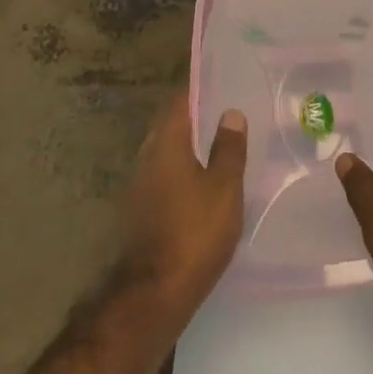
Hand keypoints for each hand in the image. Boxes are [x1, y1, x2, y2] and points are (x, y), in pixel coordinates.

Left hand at [118, 93, 247, 324]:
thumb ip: (228, 148)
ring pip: (169, 151)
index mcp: (166, 144)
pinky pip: (166, 173)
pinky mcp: (142, 208)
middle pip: (172, 125)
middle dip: (199, 116)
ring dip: (193, 144)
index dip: (201, 89)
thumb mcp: (224, 187)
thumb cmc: (195, 232)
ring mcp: (140, 185)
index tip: (225, 81)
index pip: (181, 102)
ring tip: (225, 142)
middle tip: (231, 110)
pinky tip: (208, 179)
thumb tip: (230, 112)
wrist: (156, 292)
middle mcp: (147, 157)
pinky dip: (186, 167)